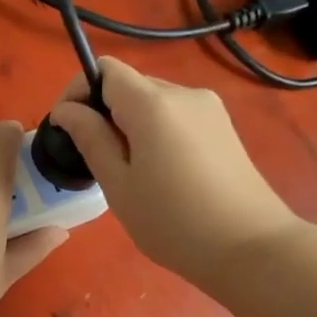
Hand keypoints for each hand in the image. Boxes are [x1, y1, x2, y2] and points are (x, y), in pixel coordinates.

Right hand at [48, 58, 298, 281]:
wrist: (250, 246)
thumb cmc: (172, 222)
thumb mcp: (119, 185)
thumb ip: (90, 139)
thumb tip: (66, 109)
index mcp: (153, 104)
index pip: (105, 69)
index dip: (79, 90)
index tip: (67, 126)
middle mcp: (184, 93)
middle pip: (130, 85)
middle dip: (104, 112)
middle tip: (95, 159)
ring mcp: (209, 109)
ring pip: (153, 102)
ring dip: (130, 125)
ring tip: (129, 172)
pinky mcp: (223, 127)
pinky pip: (176, 117)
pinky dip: (156, 133)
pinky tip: (160, 174)